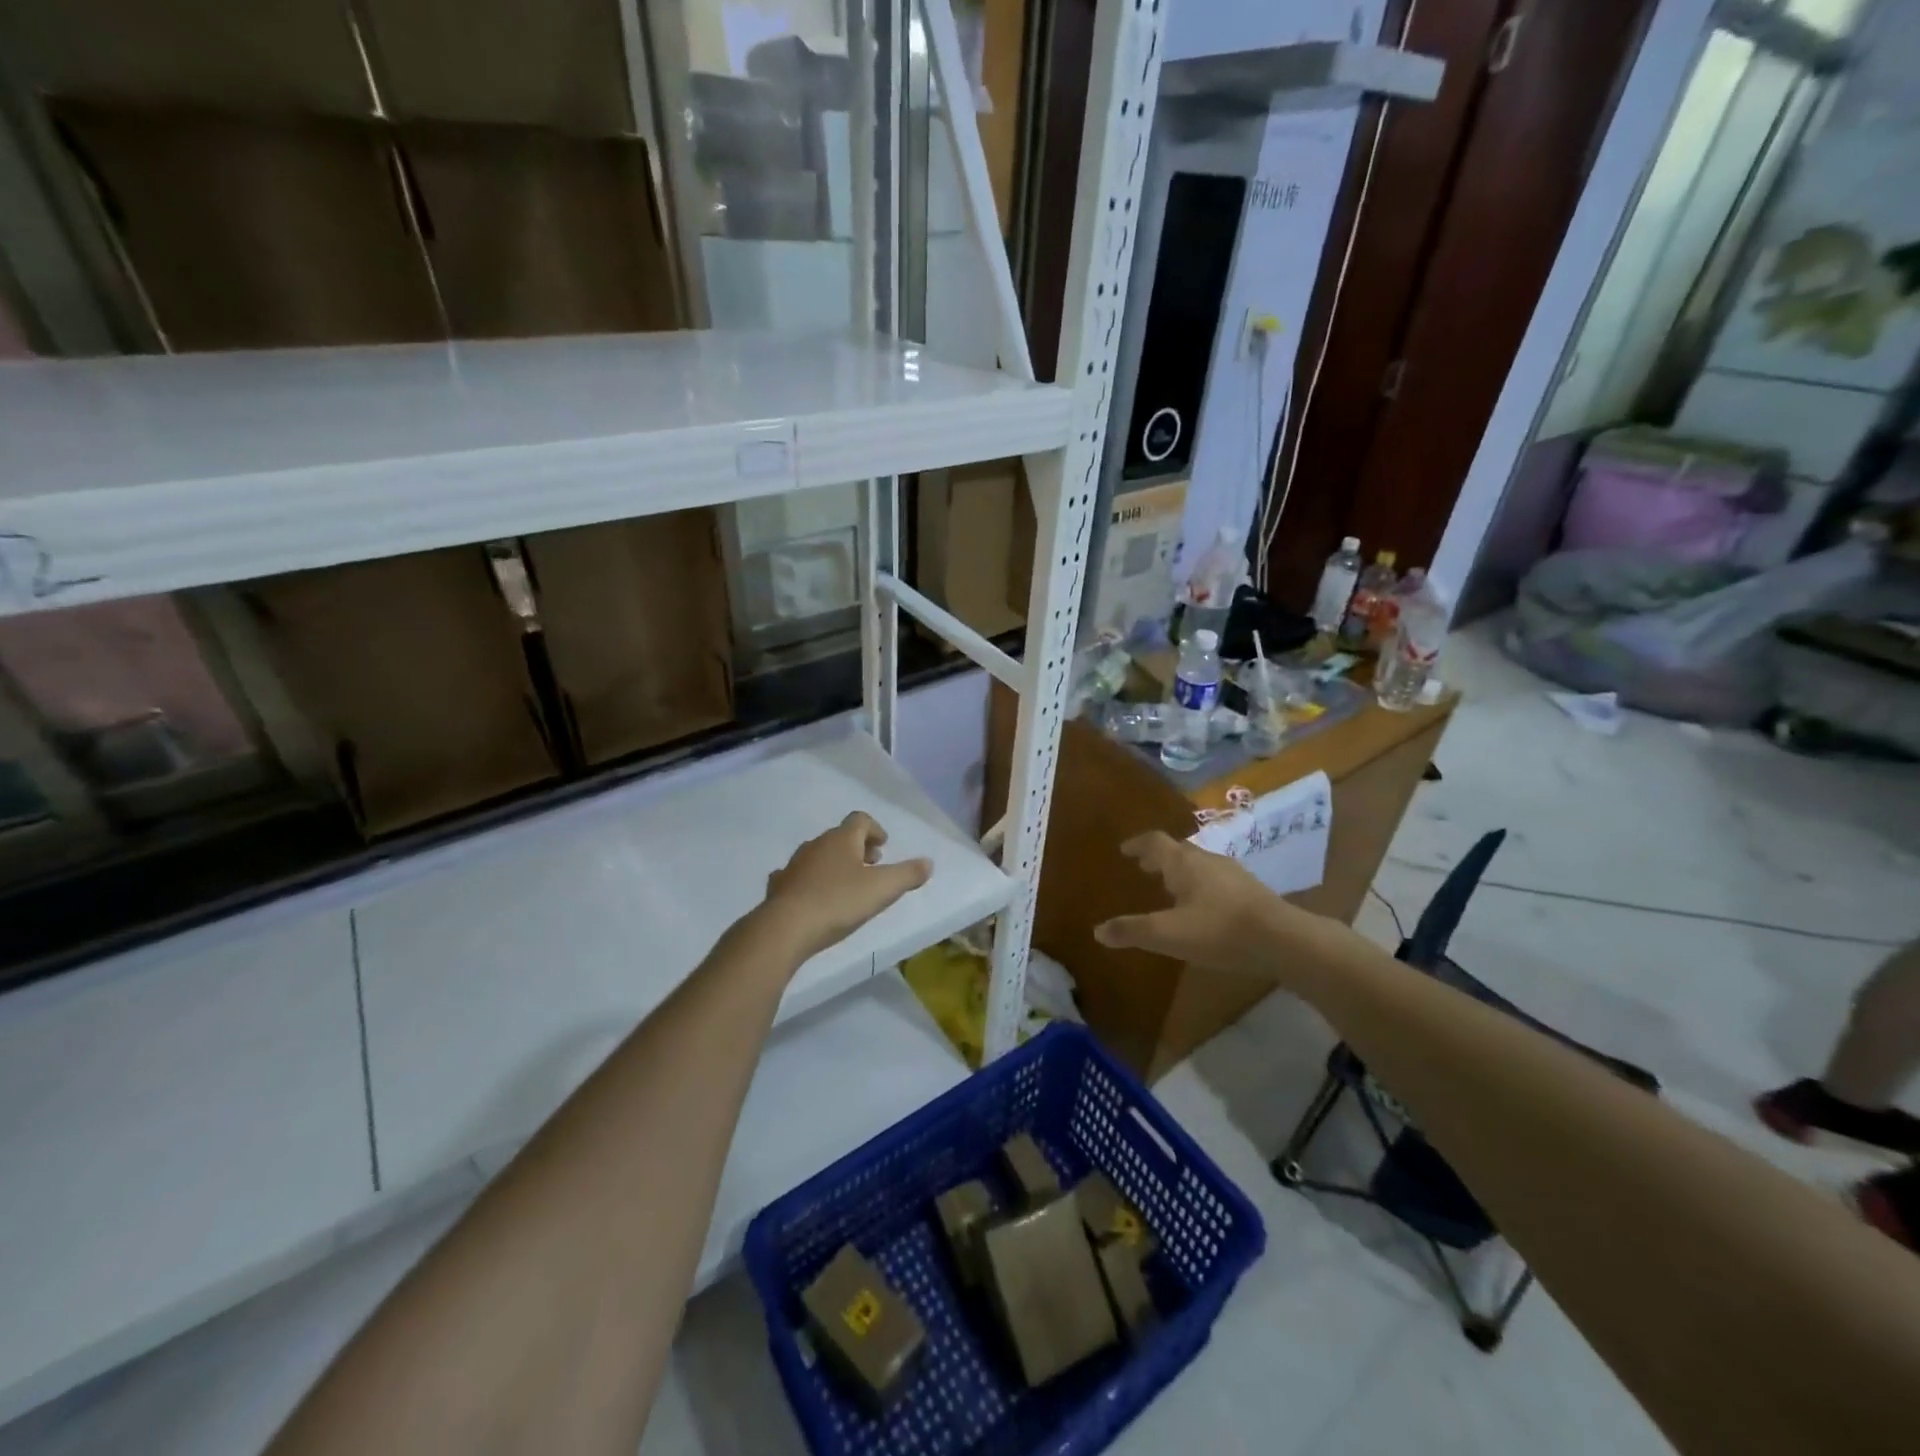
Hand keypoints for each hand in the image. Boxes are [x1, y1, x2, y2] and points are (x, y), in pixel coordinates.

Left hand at [760, 812, 933, 961]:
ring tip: (847, 885)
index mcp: (842, 839)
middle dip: (858, 848)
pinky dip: (810, 880)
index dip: (875, 829)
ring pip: (819, 855)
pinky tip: (814, 896)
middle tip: (872, 866)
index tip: (883, 846)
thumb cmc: (839, 902)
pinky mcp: (779, 886)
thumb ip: (908, 875)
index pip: (860, 820)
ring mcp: (794, 865)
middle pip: (840, 837)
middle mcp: (816, 845)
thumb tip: (928, 863)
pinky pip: (798, 876)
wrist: (785, 928)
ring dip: (835, 864)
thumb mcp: (882, 889)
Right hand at [1095, 831, 1313, 977]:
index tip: (1124, 850)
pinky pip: (1218, 879)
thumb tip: (1097, 931)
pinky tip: (1205, 906)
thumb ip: (1132, 931)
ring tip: (1171, 887)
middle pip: (1178, 850)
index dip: (1137, 844)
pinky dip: (1201, 884)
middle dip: (1159, 858)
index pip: (1154, 842)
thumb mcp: (1168, 934)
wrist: (1282, 939)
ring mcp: (1233, 873)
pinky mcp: (1251, 891)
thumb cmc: (1218, 930)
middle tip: (1144, 868)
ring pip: (1200, 864)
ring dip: (1181, 871)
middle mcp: (1207, 860)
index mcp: (1183, 863)